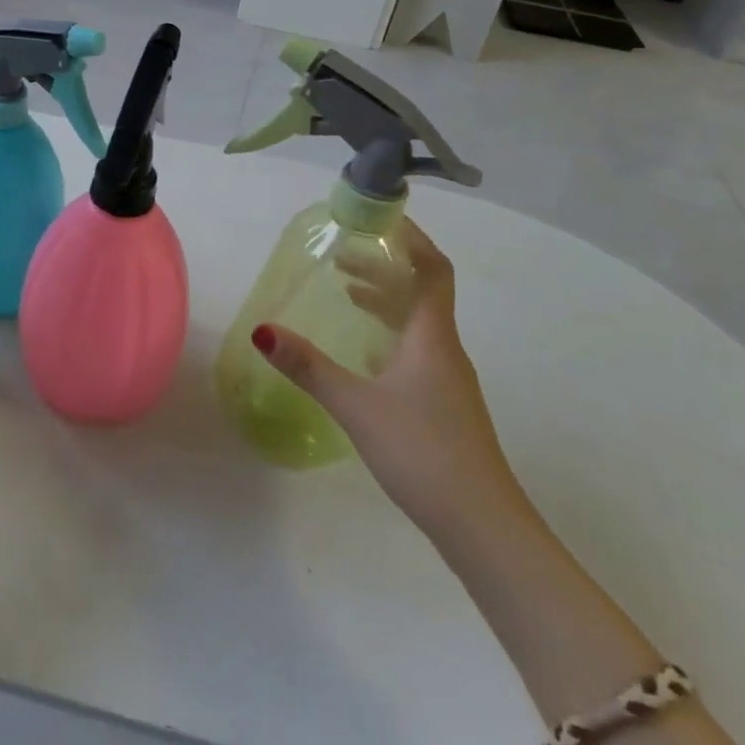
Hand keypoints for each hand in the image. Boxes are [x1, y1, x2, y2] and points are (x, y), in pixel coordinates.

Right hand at [254, 219, 524, 541]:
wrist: (482, 524)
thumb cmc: (423, 451)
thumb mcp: (356, 404)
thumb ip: (308, 366)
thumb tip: (261, 330)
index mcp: (431, 337)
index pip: (432, 271)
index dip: (412, 241)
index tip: (381, 219)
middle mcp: (444, 350)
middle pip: (420, 293)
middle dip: (383, 268)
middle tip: (341, 256)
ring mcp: (447, 380)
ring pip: (417, 323)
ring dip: (385, 300)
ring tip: (347, 291)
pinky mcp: (443, 405)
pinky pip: (415, 349)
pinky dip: (388, 333)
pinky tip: (365, 351)